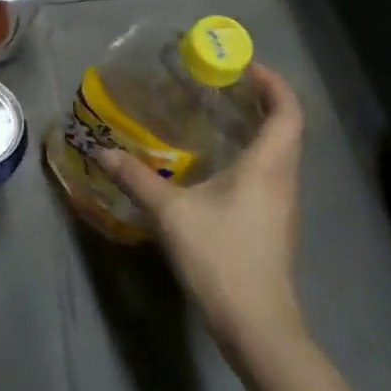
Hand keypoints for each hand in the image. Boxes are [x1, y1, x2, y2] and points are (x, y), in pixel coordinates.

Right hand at [97, 64, 306, 345]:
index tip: (244, 66)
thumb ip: (137, 179)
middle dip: (262, 101)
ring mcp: (282, 206)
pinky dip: (251, 156)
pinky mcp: (274, 226)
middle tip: (224, 86)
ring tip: (218, 118)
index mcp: (268, 167)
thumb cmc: (221, 257)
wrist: (256, 325)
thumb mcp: (171, 214)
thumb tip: (102, 152)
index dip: (273, 83)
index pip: (287, 111)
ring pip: (279, 154)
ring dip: (257, 130)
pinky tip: (218, 166)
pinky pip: (269, 175)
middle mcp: (283, 180)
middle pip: (286, 129)